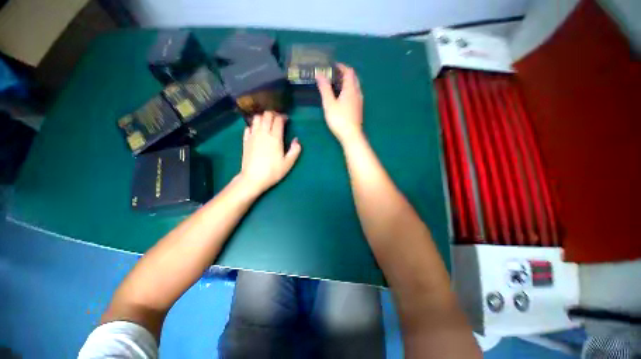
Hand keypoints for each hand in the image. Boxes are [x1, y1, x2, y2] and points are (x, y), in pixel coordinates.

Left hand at [238, 111, 301, 195]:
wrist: (253, 178)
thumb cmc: (273, 171)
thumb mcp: (288, 163)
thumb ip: (295, 150)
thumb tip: (296, 140)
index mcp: (275, 138)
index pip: (278, 120)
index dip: (283, 117)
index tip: (286, 120)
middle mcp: (263, 133)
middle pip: (267, 115)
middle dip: (273, 114)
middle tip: (278, 120)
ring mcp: (252, 135)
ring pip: (256, 118)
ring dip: (263, 117)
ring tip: (267, 123)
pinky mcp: (245, 140)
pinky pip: (248, 126)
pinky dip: (254, 125)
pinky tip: (257, 131)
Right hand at [316, 63, 363, 144]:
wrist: (351, 135)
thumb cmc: (339, 119)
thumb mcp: (329, 103)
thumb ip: (324, 88)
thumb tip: (319, 74)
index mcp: (351, 89)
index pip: (349, 71)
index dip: (341, 67)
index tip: (332, 66)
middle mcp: (358, 93)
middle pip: (353, 78)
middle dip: (344, 74)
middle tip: (333, 75)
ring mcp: (360, 101)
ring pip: (354, 87)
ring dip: (346, 83)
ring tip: (335, 85)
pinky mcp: (359, 109)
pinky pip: (355, 94)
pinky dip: (348, 91)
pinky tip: (341, 97)